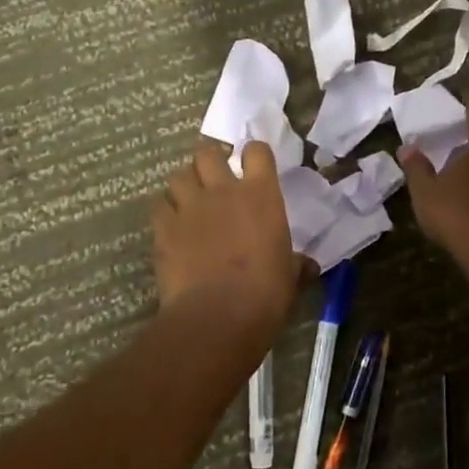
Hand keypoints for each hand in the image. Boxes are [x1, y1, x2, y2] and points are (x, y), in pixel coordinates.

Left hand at [152, 140, 301, 346]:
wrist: (218, 316)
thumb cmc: (266, 293)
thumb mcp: (290, 275)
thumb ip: (297, 263)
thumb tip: (309, 266)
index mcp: (261, 194)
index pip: (257, 152)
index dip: (254, 154)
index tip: (254, 164)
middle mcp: (223, 190)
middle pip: (208, 154)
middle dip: (210, 162)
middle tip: (215, 179)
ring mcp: (190, 207)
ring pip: (179, 176)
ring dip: (186, 184)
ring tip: (190, 200)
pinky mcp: (164, 228)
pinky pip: (160, 206)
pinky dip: (166, 211)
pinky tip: (172, 225)